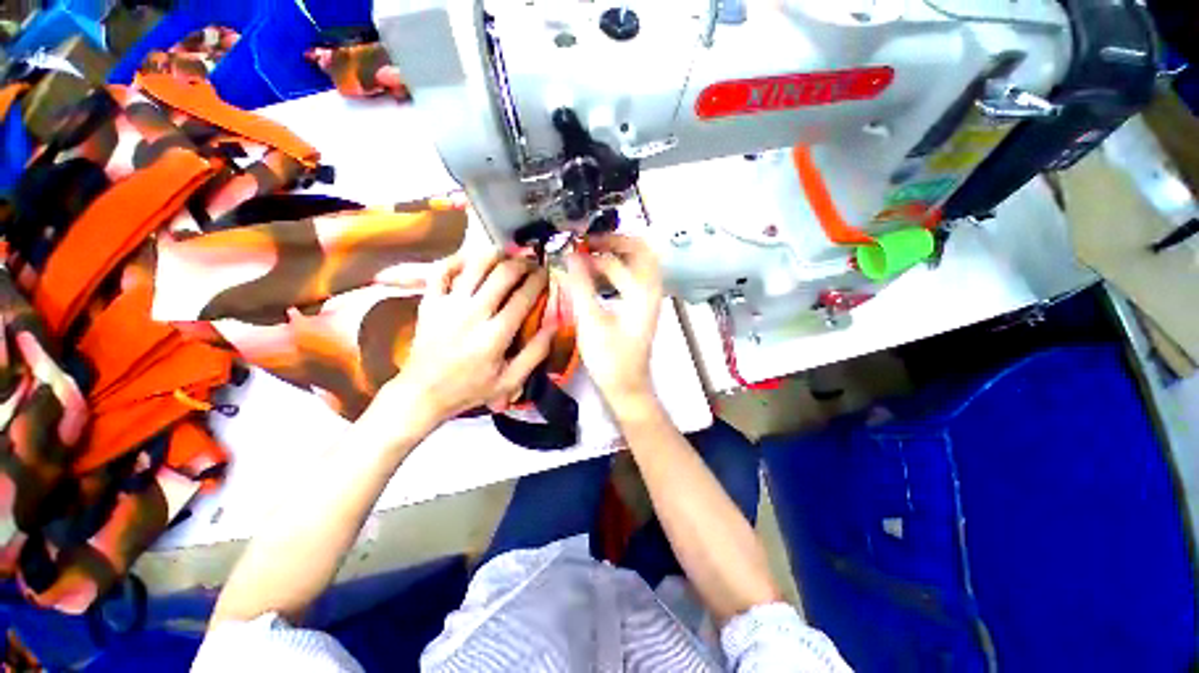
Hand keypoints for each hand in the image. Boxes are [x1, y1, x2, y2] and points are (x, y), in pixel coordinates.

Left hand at [374, 251, 554, 433]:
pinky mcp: (430, 302)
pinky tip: (472, 259)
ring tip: (508, 256)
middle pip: (502, 274)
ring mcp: (448, 304)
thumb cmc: (470, 388)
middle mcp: (473, 313)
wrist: (423, 392)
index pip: (523, 296)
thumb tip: (555, 325)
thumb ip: (535, 353)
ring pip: (475, 265)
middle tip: (531, 263)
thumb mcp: (510, 380)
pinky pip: (443, 270)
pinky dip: (458, 259)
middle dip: (522, 263)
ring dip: (496, 256)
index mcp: (495, 335)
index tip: (546, 274)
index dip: (539, 280)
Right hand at [564, 235, 662, 417]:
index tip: (570, 247)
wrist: (627, 386)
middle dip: (615, 241)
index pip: (616, 259)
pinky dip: (619, 269)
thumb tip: (570, 256)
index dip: (591, 250)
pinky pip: (635, 277)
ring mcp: (649, 299)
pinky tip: (599, 277)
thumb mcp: (590, 321)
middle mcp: (651, 290)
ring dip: (617, 254)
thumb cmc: (609, 358)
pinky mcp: (643, 308)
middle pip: (641, 250)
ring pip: (640, 263)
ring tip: (591, 255)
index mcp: (641, 292)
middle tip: (589, 243)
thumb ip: (580, 286)